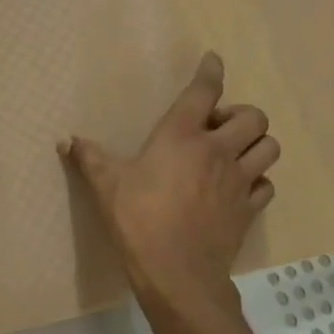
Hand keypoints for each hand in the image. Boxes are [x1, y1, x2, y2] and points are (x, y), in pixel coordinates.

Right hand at [61, 51, 277, 320]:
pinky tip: (239, 188)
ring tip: (234, 153)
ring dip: (255, 144)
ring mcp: (239, 180)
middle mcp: (217, 150)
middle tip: (217, 128)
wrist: (177, 274)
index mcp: (181, 135)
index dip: (211, 70)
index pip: (204, 91)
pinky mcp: (249, 209)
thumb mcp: (106, 185)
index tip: (214, 59)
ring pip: (269, 147)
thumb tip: (64, 139)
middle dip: (240, 115)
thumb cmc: (138, 220)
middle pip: (253, 117)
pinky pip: (267, 185)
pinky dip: (258, 180)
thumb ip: (88, 157)